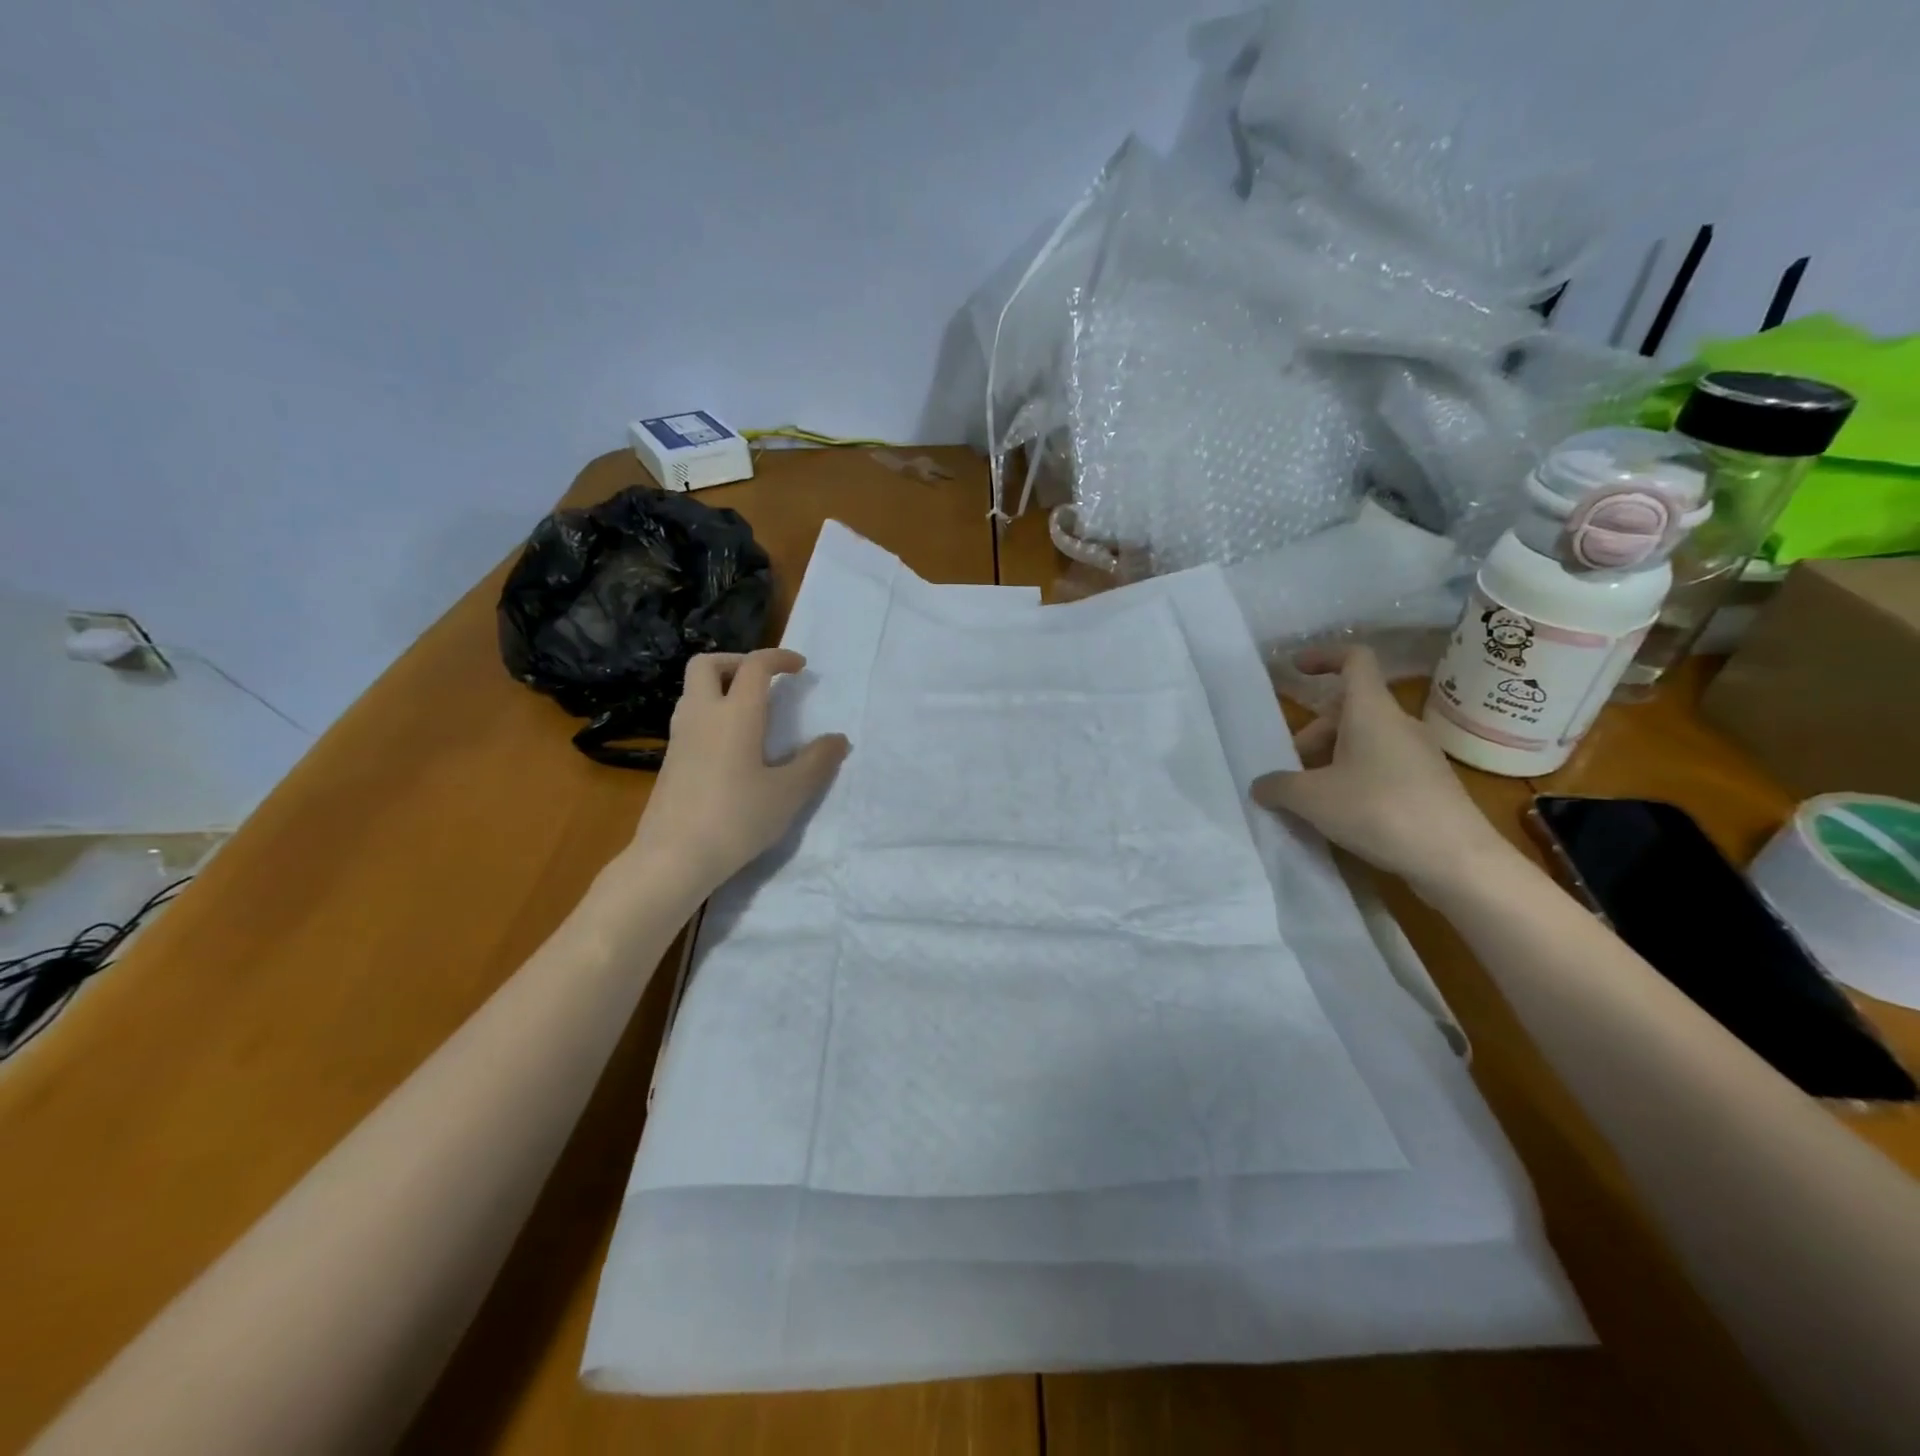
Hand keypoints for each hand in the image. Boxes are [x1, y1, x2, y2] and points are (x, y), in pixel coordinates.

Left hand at [628, 650, 849, 896]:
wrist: (673, 858)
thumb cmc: (736, 819)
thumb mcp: (788, 793)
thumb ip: (816, 763)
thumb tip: (838, 740)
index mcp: (735, 714)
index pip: (754, 666)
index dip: (779, 658)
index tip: (800, 668)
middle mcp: (702, 715)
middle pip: (707, 664)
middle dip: (737, 661)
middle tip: (764, 681)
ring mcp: (679, 737)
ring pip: (693, 690)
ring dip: (721, 687)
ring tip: (751, 712)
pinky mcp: (669, 761)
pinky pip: (689, 718)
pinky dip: (711, 713)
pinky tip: (732, 747)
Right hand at [1250, 646, 1514, 892]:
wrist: (1457, 859)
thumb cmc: (1379, 811)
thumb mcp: (1312, 799)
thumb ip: (1278, 786)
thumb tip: (1261, 785)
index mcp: (1371, 712)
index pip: (1354, 660)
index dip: (1323, 656)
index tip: (1294, 669)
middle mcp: (1397, 724)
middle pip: (1347, 710)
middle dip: (1311, 733)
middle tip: (1288, 767)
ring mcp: (1417, 755)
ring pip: (1363, 740)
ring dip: (1330, 759)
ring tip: (1308, 796)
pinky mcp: (1427, 784)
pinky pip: (1380, 766)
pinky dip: (1352, 777)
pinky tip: (1339, 813)